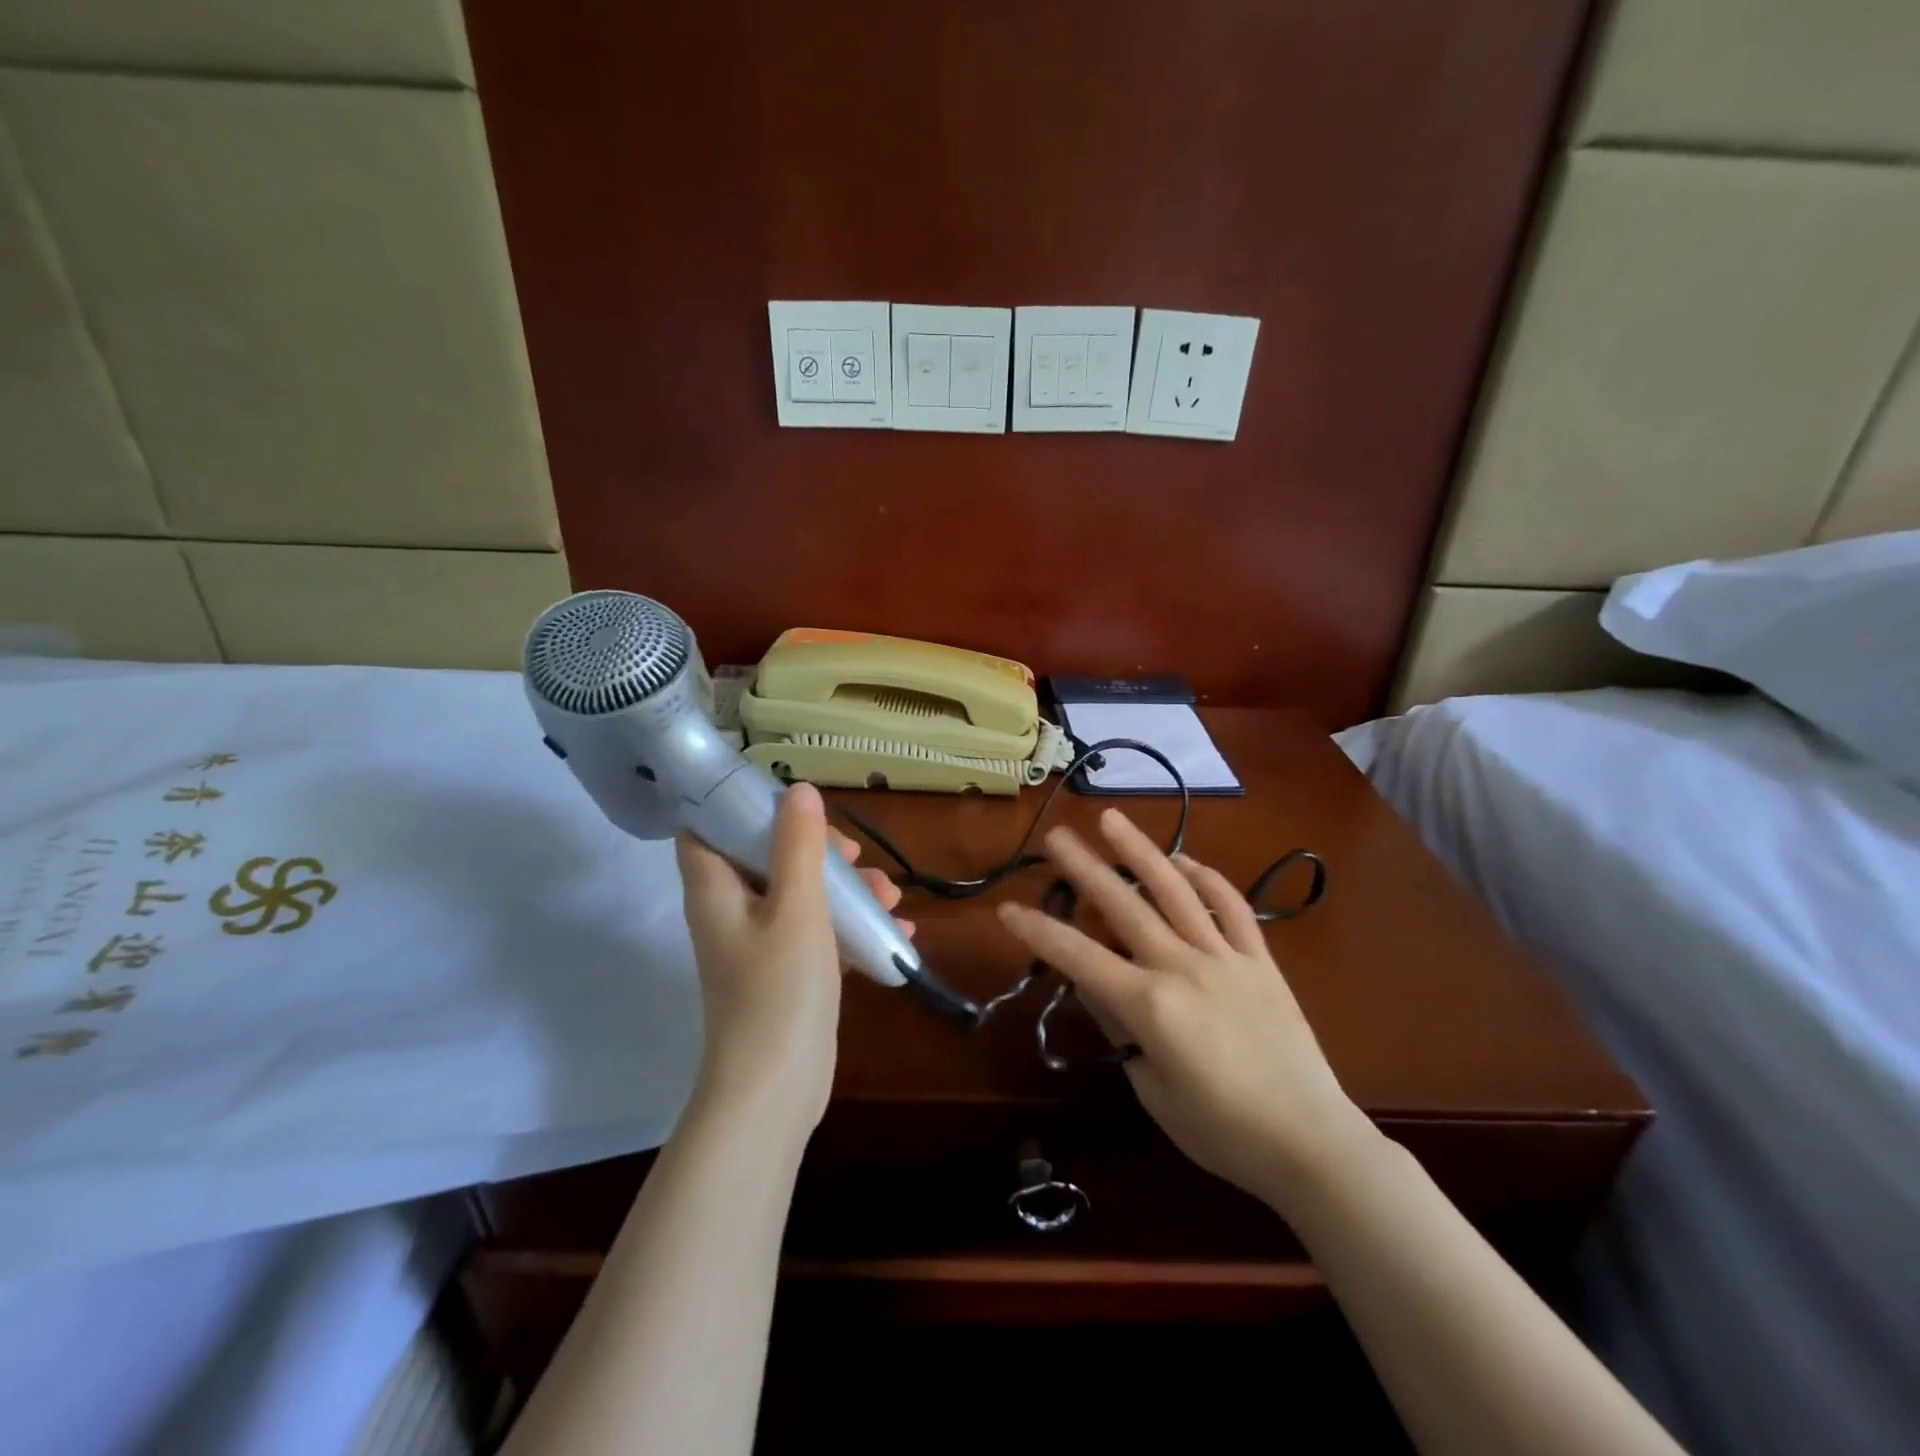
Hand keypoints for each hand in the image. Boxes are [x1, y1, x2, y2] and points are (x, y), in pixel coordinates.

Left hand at [676, 782, 911, 1140]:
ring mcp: (758, 945)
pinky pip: (817, 932)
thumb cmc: (779, 989)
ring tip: (890, 896)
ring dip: (843, 888)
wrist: (776, 1090)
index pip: (705, 828)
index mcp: (716, 890)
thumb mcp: (796, 907)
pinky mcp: (785, 973)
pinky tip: (895, 929)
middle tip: (853, 854)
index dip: (737, 805)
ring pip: (799, 894)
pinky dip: (849, 925)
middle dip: (814, 848)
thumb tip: (797, 789)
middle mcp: (731, 912)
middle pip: (765, 856)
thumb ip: (798, 845)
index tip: (788, 799)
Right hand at [996, 809, 1373, 1208]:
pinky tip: (1185, 862)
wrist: (1311, 1143)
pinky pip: (1232, 908)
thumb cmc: (1223, 1131)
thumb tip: (1095, 988)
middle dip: (1085, 868)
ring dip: (1141, 852)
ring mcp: (1225, 957)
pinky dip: (1207, 879)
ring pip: (1176, 891)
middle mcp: (1183, 967)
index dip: (1039, 932)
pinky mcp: (1261, 960)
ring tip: (1113, 820)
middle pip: (1124, 906)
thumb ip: (1122, 1031)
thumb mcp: (1154, 1091)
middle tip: (1056, 835)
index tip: (1007, 909)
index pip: (1080, 958)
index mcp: (1151, 1005)